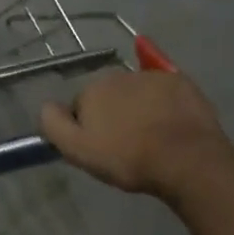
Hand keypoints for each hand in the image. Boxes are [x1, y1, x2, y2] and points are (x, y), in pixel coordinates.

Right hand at [39, 68, 230, 197]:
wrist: (186, 160)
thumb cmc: (127, 157)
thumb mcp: (77, 149)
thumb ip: (53, 123)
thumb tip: (46, 105)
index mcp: (92, 89)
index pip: (81, 106)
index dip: (88, 127)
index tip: (101, 147)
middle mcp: (120, 74)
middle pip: (110, 95)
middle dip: (114, 114)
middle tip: (126, 144)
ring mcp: (154, 77)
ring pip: (137, 92)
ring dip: (139, 108)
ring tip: (151, 137)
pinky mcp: (182, 83)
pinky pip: (165, 90)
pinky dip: (164, 102)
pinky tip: (169, 121)